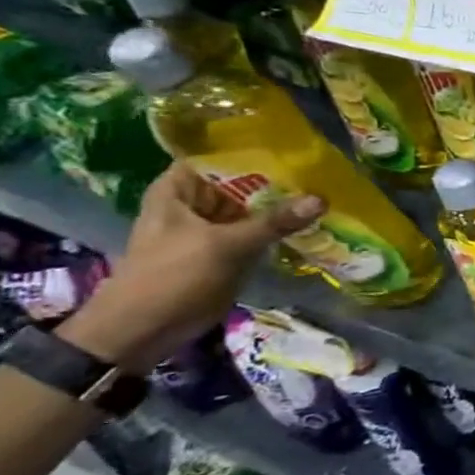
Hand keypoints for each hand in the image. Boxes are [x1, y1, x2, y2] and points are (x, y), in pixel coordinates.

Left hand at [58, 163, 324, 369]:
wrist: (144, 329)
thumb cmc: (172, 277)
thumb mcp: (225, 245)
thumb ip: (274, 221)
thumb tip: (322, 198)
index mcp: (180, 190)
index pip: (218, 155)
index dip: (253, 148)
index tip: (295, 145)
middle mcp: (197, 203)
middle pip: (244, 180)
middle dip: (281, 178)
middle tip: (326, 169)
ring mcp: (215, 227)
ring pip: (256, 206)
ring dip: (286, 203)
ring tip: (330, 191)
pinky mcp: (230, 249)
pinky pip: (262, 230)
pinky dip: (284, 226)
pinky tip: (317, 220)